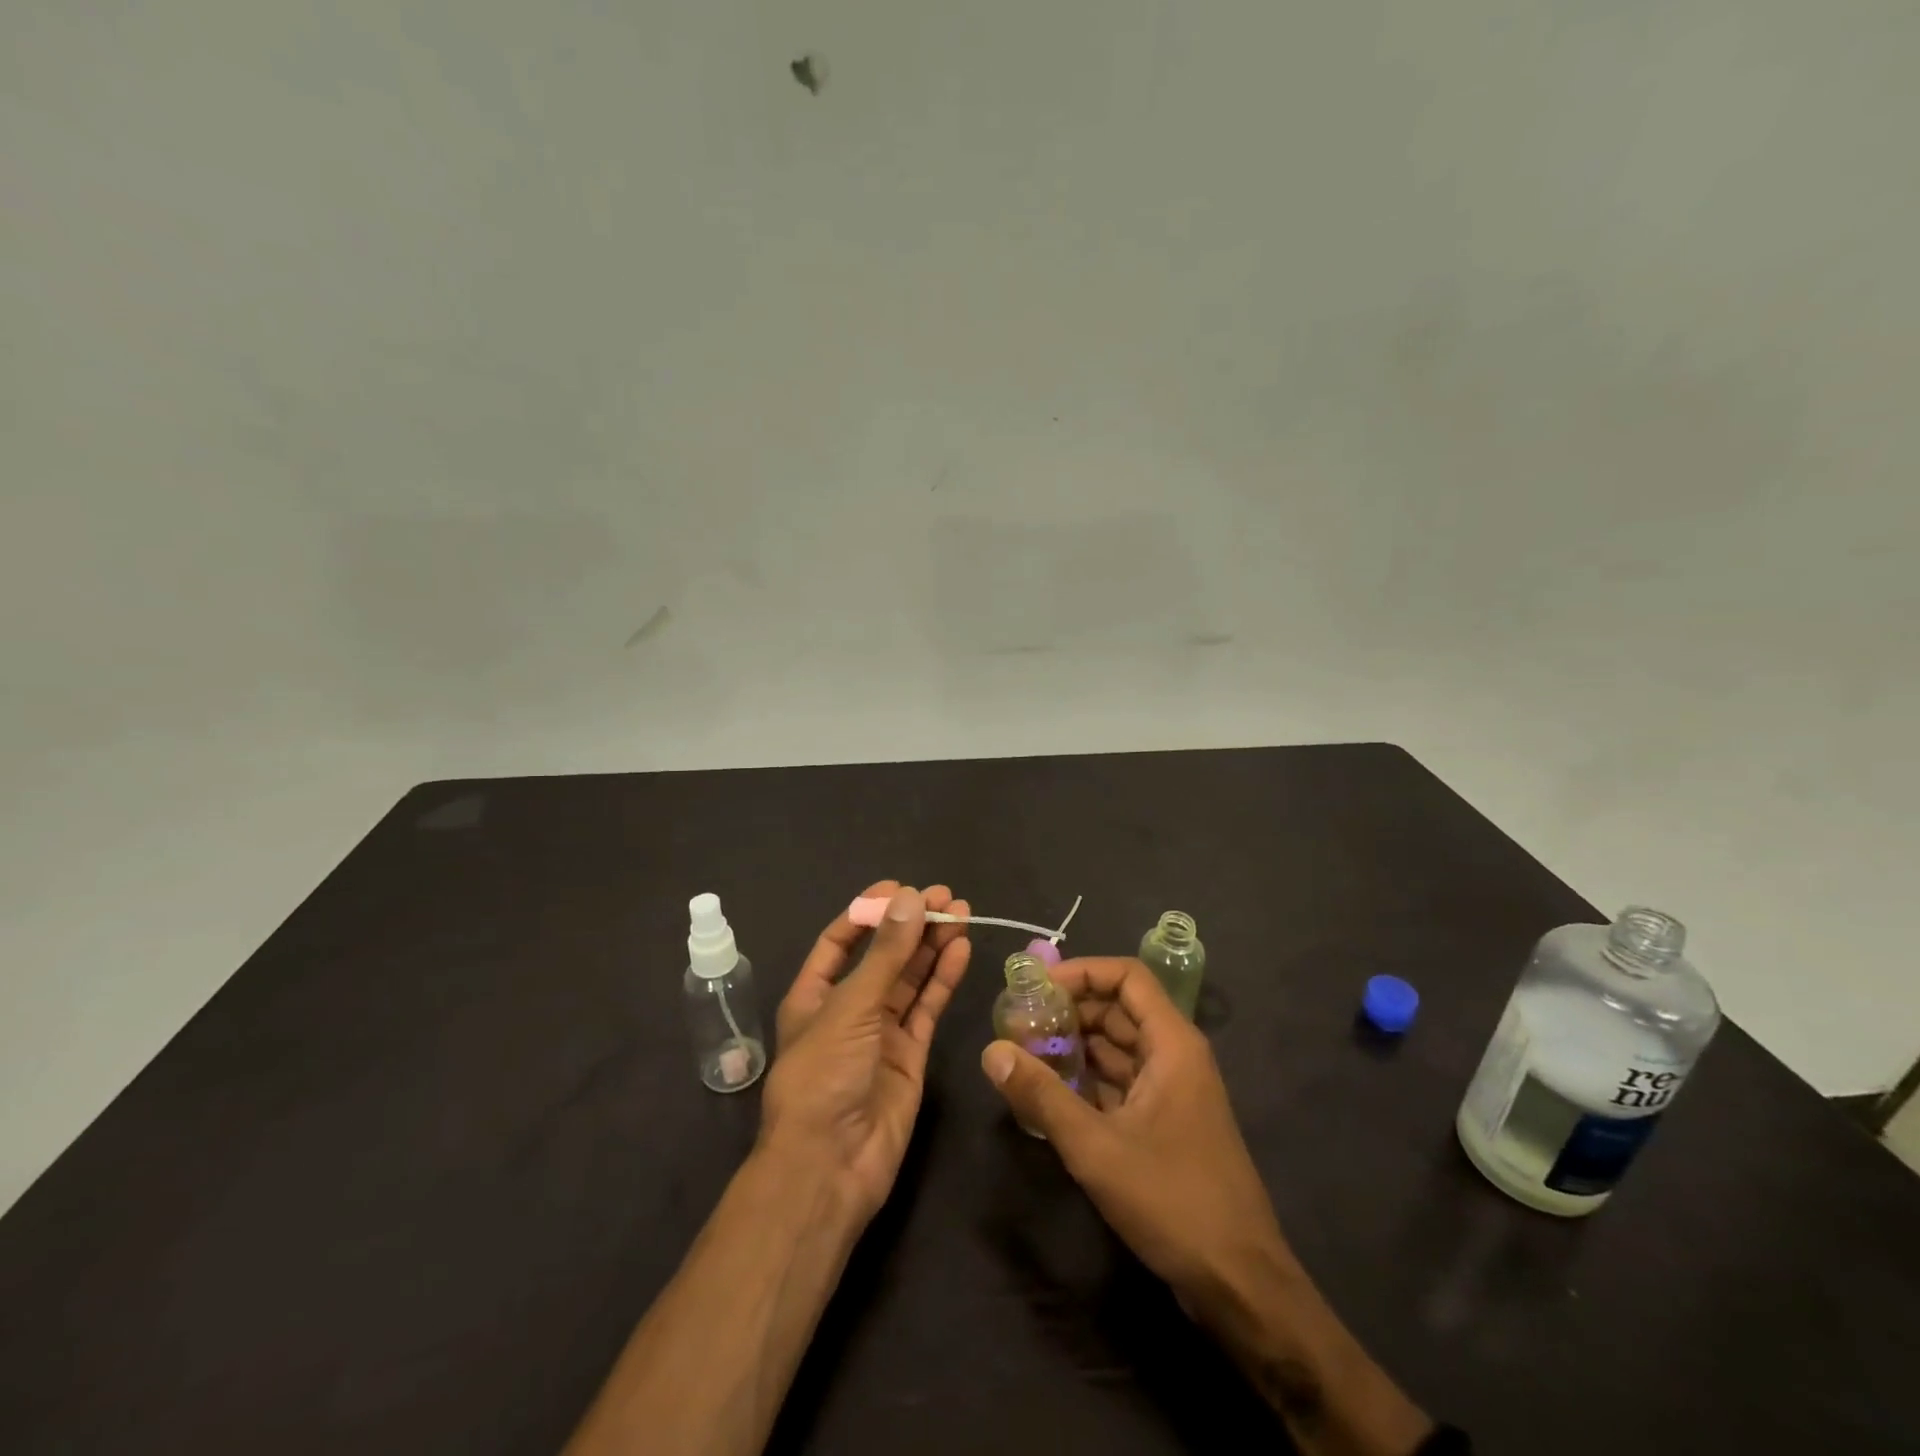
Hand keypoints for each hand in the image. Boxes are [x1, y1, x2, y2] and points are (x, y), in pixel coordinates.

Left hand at [761, 882, 971, 1224]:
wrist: (831, 1165)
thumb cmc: (824, 1075)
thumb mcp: (851, 1006)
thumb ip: (886, 954)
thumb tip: (912, 897)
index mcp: (814, 995)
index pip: (841, 940)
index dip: (869, 911)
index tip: (901, 888)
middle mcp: (848, 1009)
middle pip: (884, 956)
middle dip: (912, 924)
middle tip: (946, 896)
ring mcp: (881, 1033)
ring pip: (911, 978)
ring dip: (934, 945)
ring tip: (961, 912)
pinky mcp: (910, 1055)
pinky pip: (928, 1008)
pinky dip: (944, 978)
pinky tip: (961, 949)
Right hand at [979, 956, 1284, 1309]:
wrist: (1239, 1283)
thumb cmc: (1173, 1200)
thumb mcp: (1096, 1147)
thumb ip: (1041, 1095)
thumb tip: (991, 1050)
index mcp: (1172, 1044)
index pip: (1127, 977)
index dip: (1082, 972)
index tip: (1037, 988)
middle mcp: (1175, 1056)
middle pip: (1118, 1010)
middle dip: (1069, 1011)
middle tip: (1020, 1024)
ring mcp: (1172, 1091)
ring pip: (1118, 1048)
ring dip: (1075, 1047)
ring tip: (1025, 1055)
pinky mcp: (1165, 1123)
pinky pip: (1121, 1082)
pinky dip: (1087, 1081)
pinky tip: (1050, 1095)